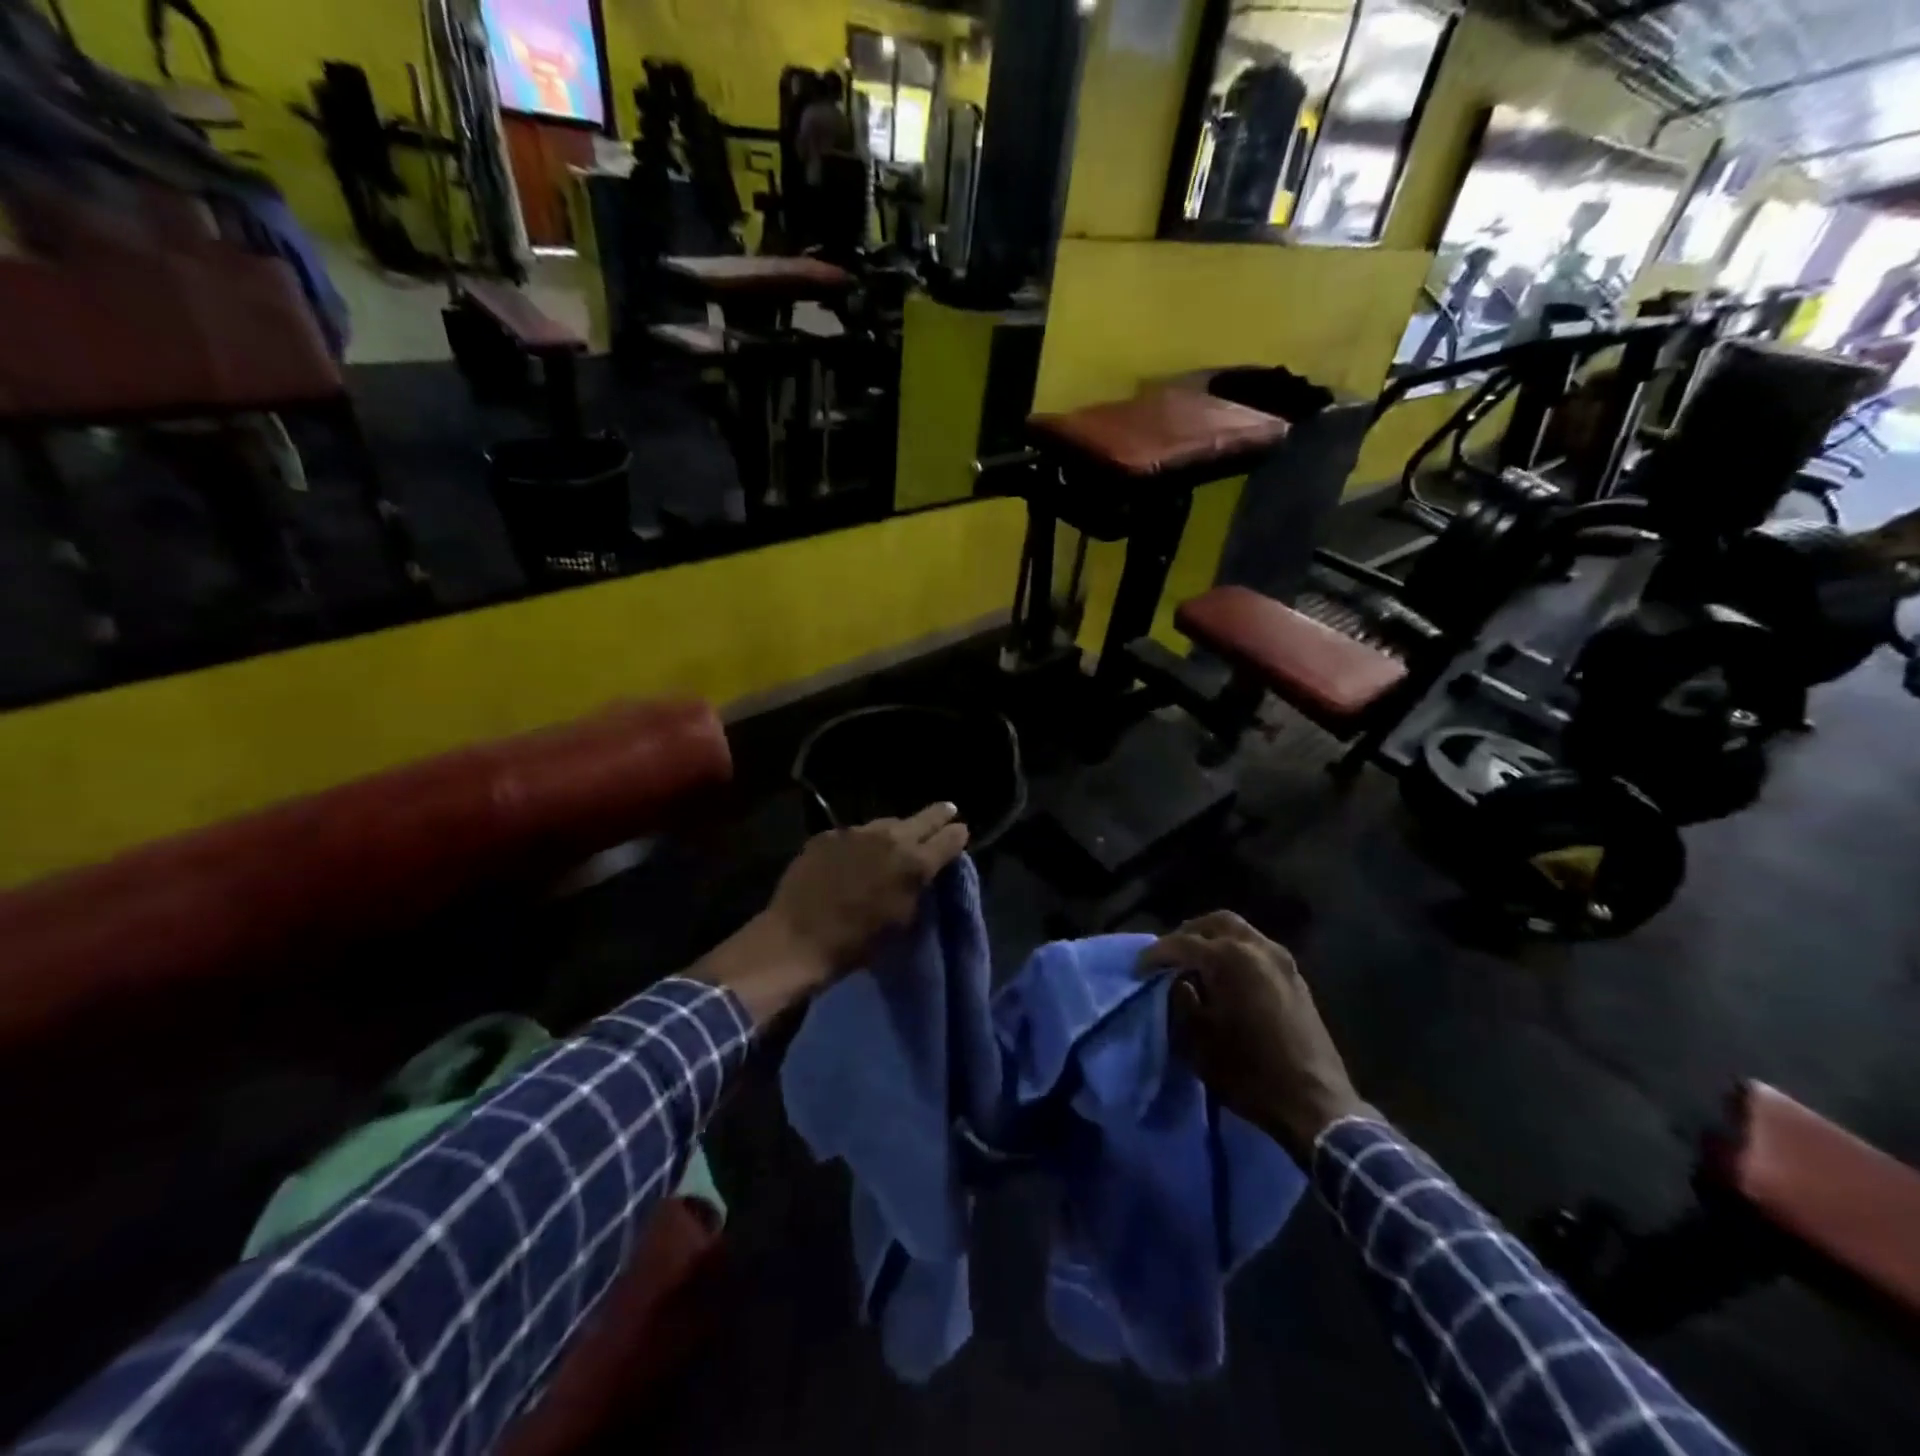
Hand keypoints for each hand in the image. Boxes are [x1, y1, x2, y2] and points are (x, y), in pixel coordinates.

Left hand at [696, 804, 969, 1024]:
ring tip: (897, 838)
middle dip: (937, 815)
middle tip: (948, 810)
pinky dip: (861, 843)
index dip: (957, 834)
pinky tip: (856, 856)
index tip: (961, 831)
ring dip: (895, 831)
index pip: (949, 838)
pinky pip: (853, 835)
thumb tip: (922, 871)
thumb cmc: (857, 943)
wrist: (797, 939)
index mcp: (913, 862)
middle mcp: (888, 837)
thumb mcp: (901, 919)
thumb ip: (917, 888)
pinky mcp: (827, 835)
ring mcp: (855, 832)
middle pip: (922, 818)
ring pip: (885, 824)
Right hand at [1141, 912, 1370, 1162]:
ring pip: (1240, 932)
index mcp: (1229, 958)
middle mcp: (1256, 948)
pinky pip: (1257, 949)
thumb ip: (1181, 1001)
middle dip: (1188, 934)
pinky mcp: (1296, 977)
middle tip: (1169, 957)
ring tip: (1196, 966)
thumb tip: (1178, 982)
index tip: (1139, 969)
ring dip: (1214, 941)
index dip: (1155, 955)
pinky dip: (1236, 952)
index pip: (1181, 943)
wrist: (1314, 1103)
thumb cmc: (1249, 1072)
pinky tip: (1226, 978)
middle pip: (1214, 923)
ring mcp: (1281, 960)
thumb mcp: (1198, 1040)